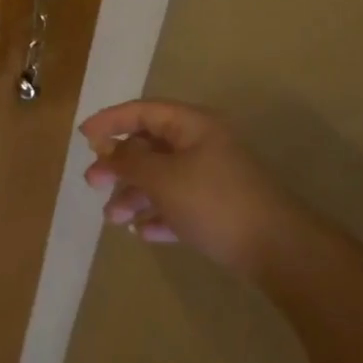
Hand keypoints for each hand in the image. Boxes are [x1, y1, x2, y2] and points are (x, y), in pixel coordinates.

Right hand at [80, 100, 286, 269]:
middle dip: (118, 166)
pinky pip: (178, 204)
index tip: (83, 137)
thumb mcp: (162, 178)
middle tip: (93, 183)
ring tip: (114, 219)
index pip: (142, 111)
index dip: (110, 121)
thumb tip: (107, 150)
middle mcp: (202, 145)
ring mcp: (212, 177)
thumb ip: (129, 161)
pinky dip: (158, 214)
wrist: (279, 250)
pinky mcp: (219, 209)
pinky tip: (143, 232)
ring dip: (134, 195)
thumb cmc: (214, 202)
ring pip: (161, 178)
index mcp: (192, 126)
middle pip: (149, 146)